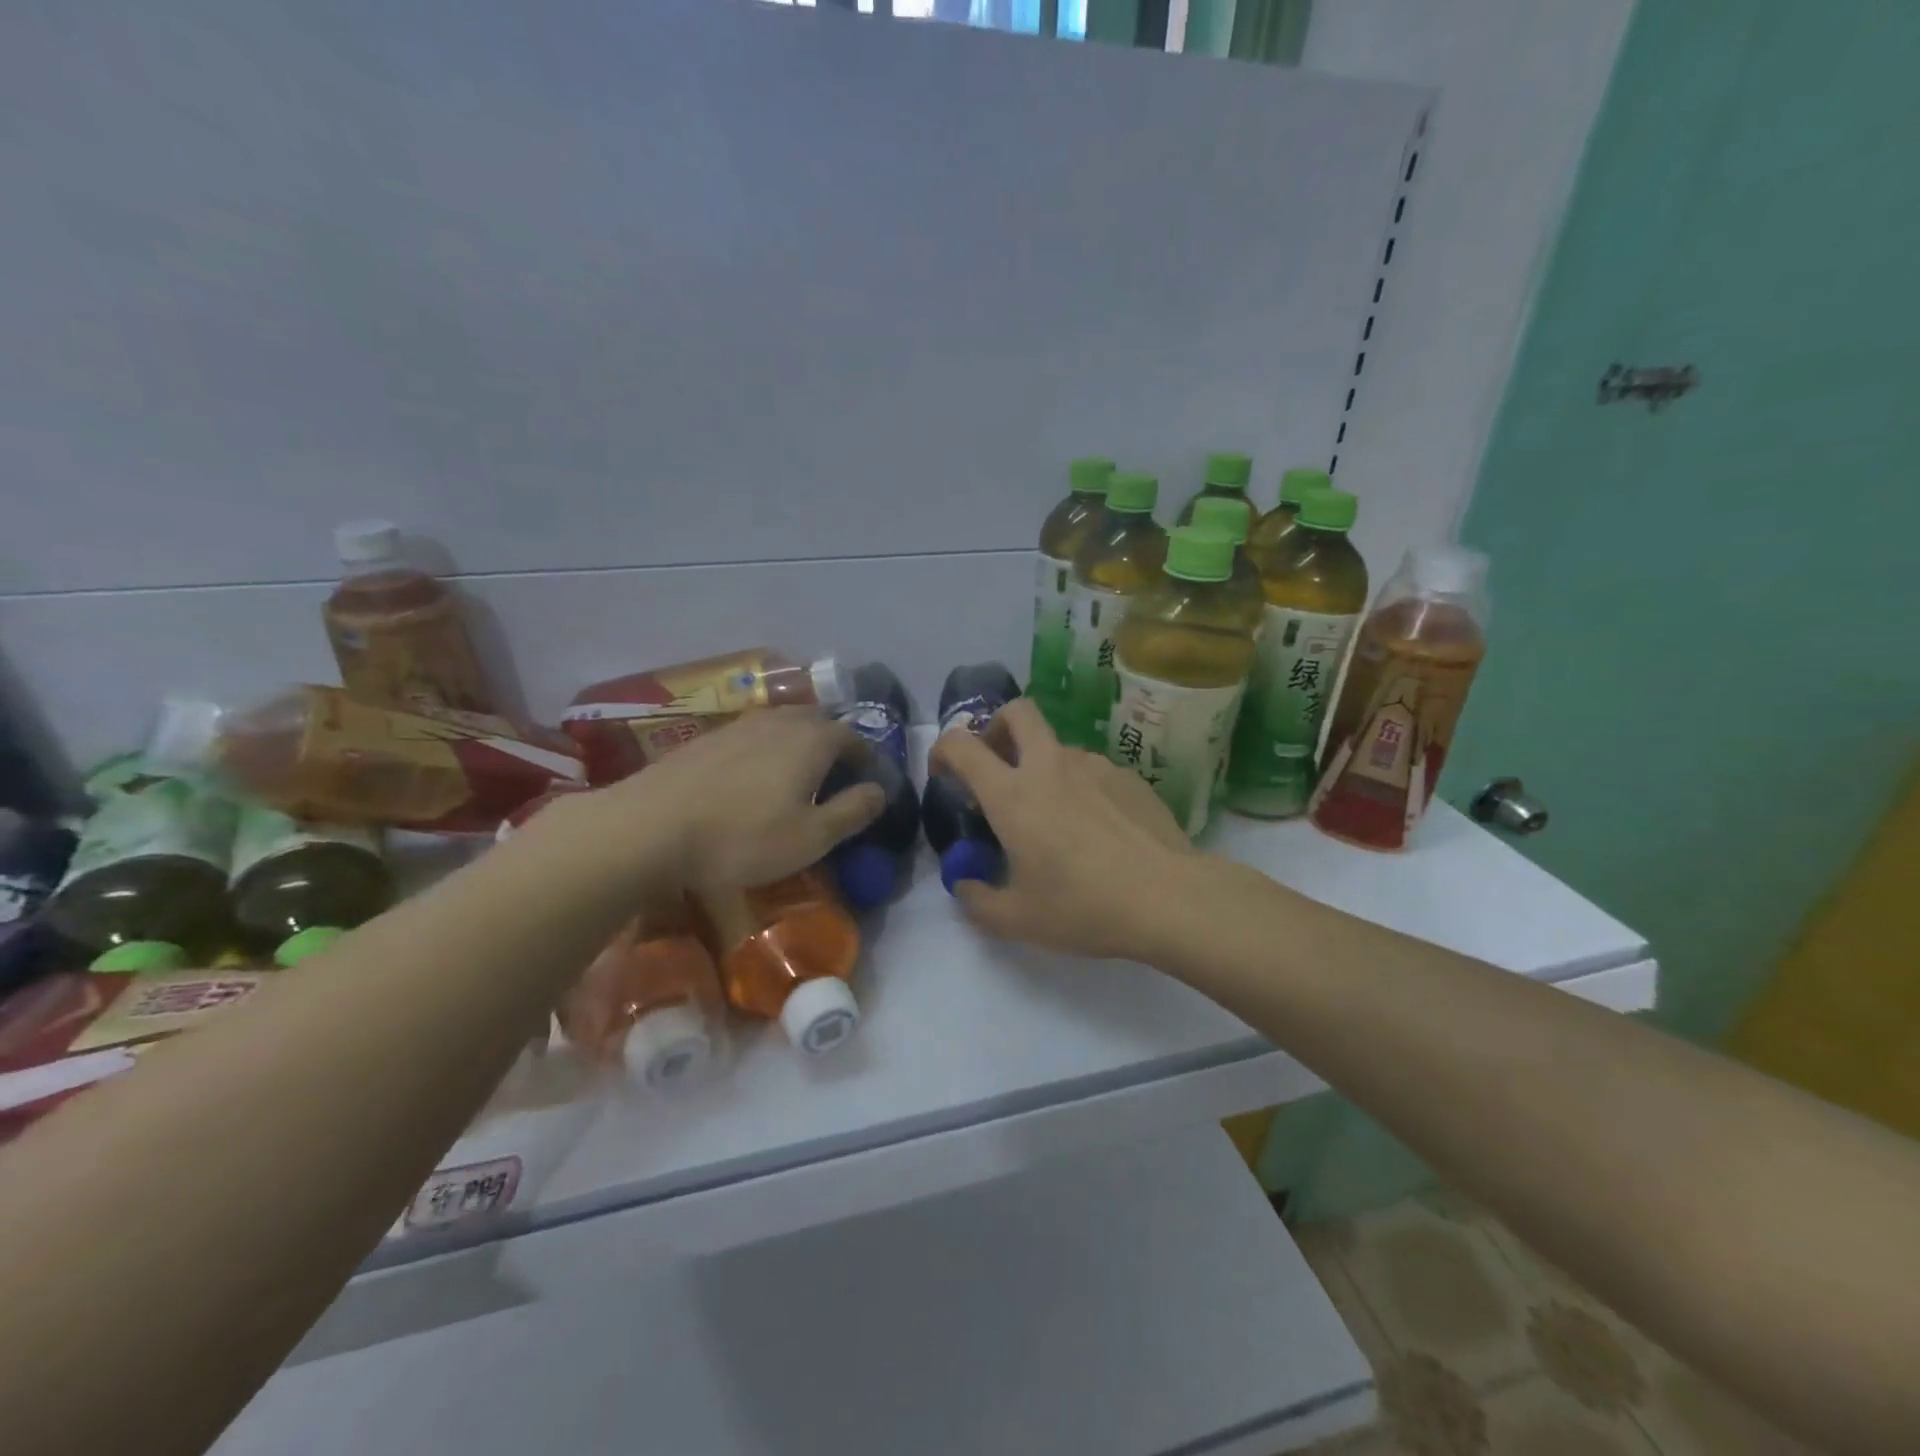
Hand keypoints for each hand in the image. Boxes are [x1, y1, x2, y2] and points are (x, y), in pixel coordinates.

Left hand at [602, 709, 883, 891]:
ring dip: (796, 744)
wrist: (649, 827)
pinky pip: (751, 735)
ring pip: (781, 724)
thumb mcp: (811, 837)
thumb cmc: (742, 837)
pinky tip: (751, 777)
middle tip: (834, 774)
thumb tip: (880, 790)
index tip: (868, 779)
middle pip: (816, 722)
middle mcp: (778, 721)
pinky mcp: (705, 739)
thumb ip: (852, 811)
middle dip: (832, 743)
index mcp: (811, 740)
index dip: (865, 756)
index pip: (851, 737)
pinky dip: (764, 749)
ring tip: (794, 775)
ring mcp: (738, 726)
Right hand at [929, 698, 1201, 960]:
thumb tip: (965, 885)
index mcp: (1013, 794)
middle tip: (997, 765)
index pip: (963, 745)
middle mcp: (1050, 766)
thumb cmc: (1083, 906)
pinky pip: (1091, 770)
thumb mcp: (1017, 919)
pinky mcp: (1128, 777)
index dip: (943, 749)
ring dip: (1042, 767)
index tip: (943, 772)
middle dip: (997, 727)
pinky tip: (1095, 830)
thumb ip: (977, 900)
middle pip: (1017, 712)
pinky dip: (1079, 788)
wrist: (1169, 898)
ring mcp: (1094, 765)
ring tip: (1054, 817)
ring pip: (1056, 746)